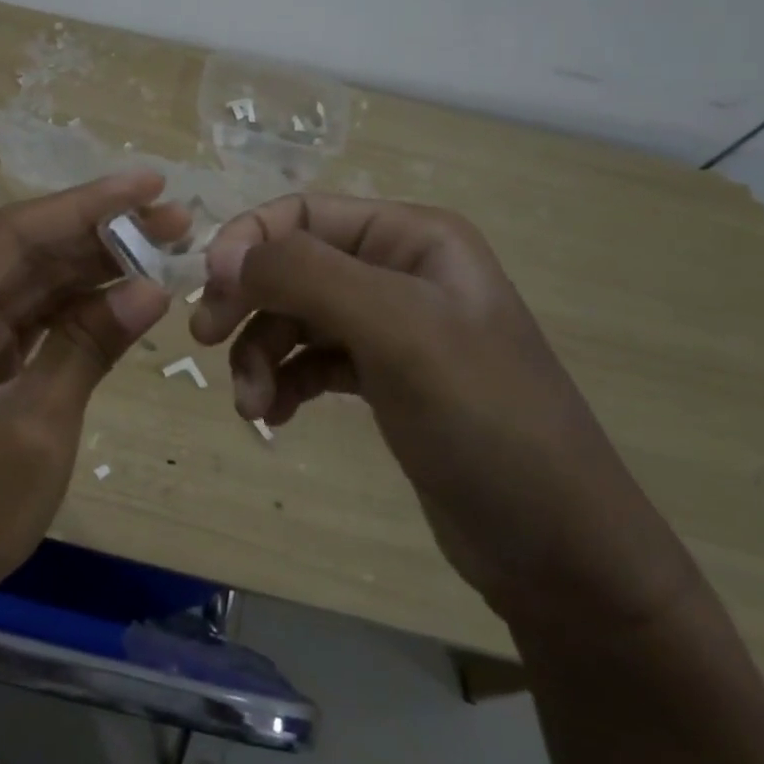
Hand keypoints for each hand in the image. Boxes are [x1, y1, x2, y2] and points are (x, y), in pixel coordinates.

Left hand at [0, 171, 184, 642]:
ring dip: (93, 267)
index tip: (151, 184)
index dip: (88, 205)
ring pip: (30, 282)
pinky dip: (74, 308)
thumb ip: (89, 345)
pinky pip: (27, 319)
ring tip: (163, 247)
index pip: (17, 234)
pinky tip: (123, 293)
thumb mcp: (36, 426)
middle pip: (25, 252)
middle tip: (175, 219)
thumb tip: (152, 288)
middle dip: (100, 234)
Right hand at [190, 195, 695, 634]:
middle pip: (292, 265)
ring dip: (260, 353)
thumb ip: (307, 276)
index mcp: (412, 238)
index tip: (210, 292)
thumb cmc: (484, 421)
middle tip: (206, 341)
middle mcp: (399, 271)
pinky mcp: (384, 379)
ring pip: (294, 317)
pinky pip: (310, 360)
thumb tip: (223, 257)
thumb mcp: (397, 331)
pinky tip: (277, 415)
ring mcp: (392, 328)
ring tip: (254, 407)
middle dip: (248, 303)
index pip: (302, 213)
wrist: (558, 550)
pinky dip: (285, 381)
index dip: (247, 242)